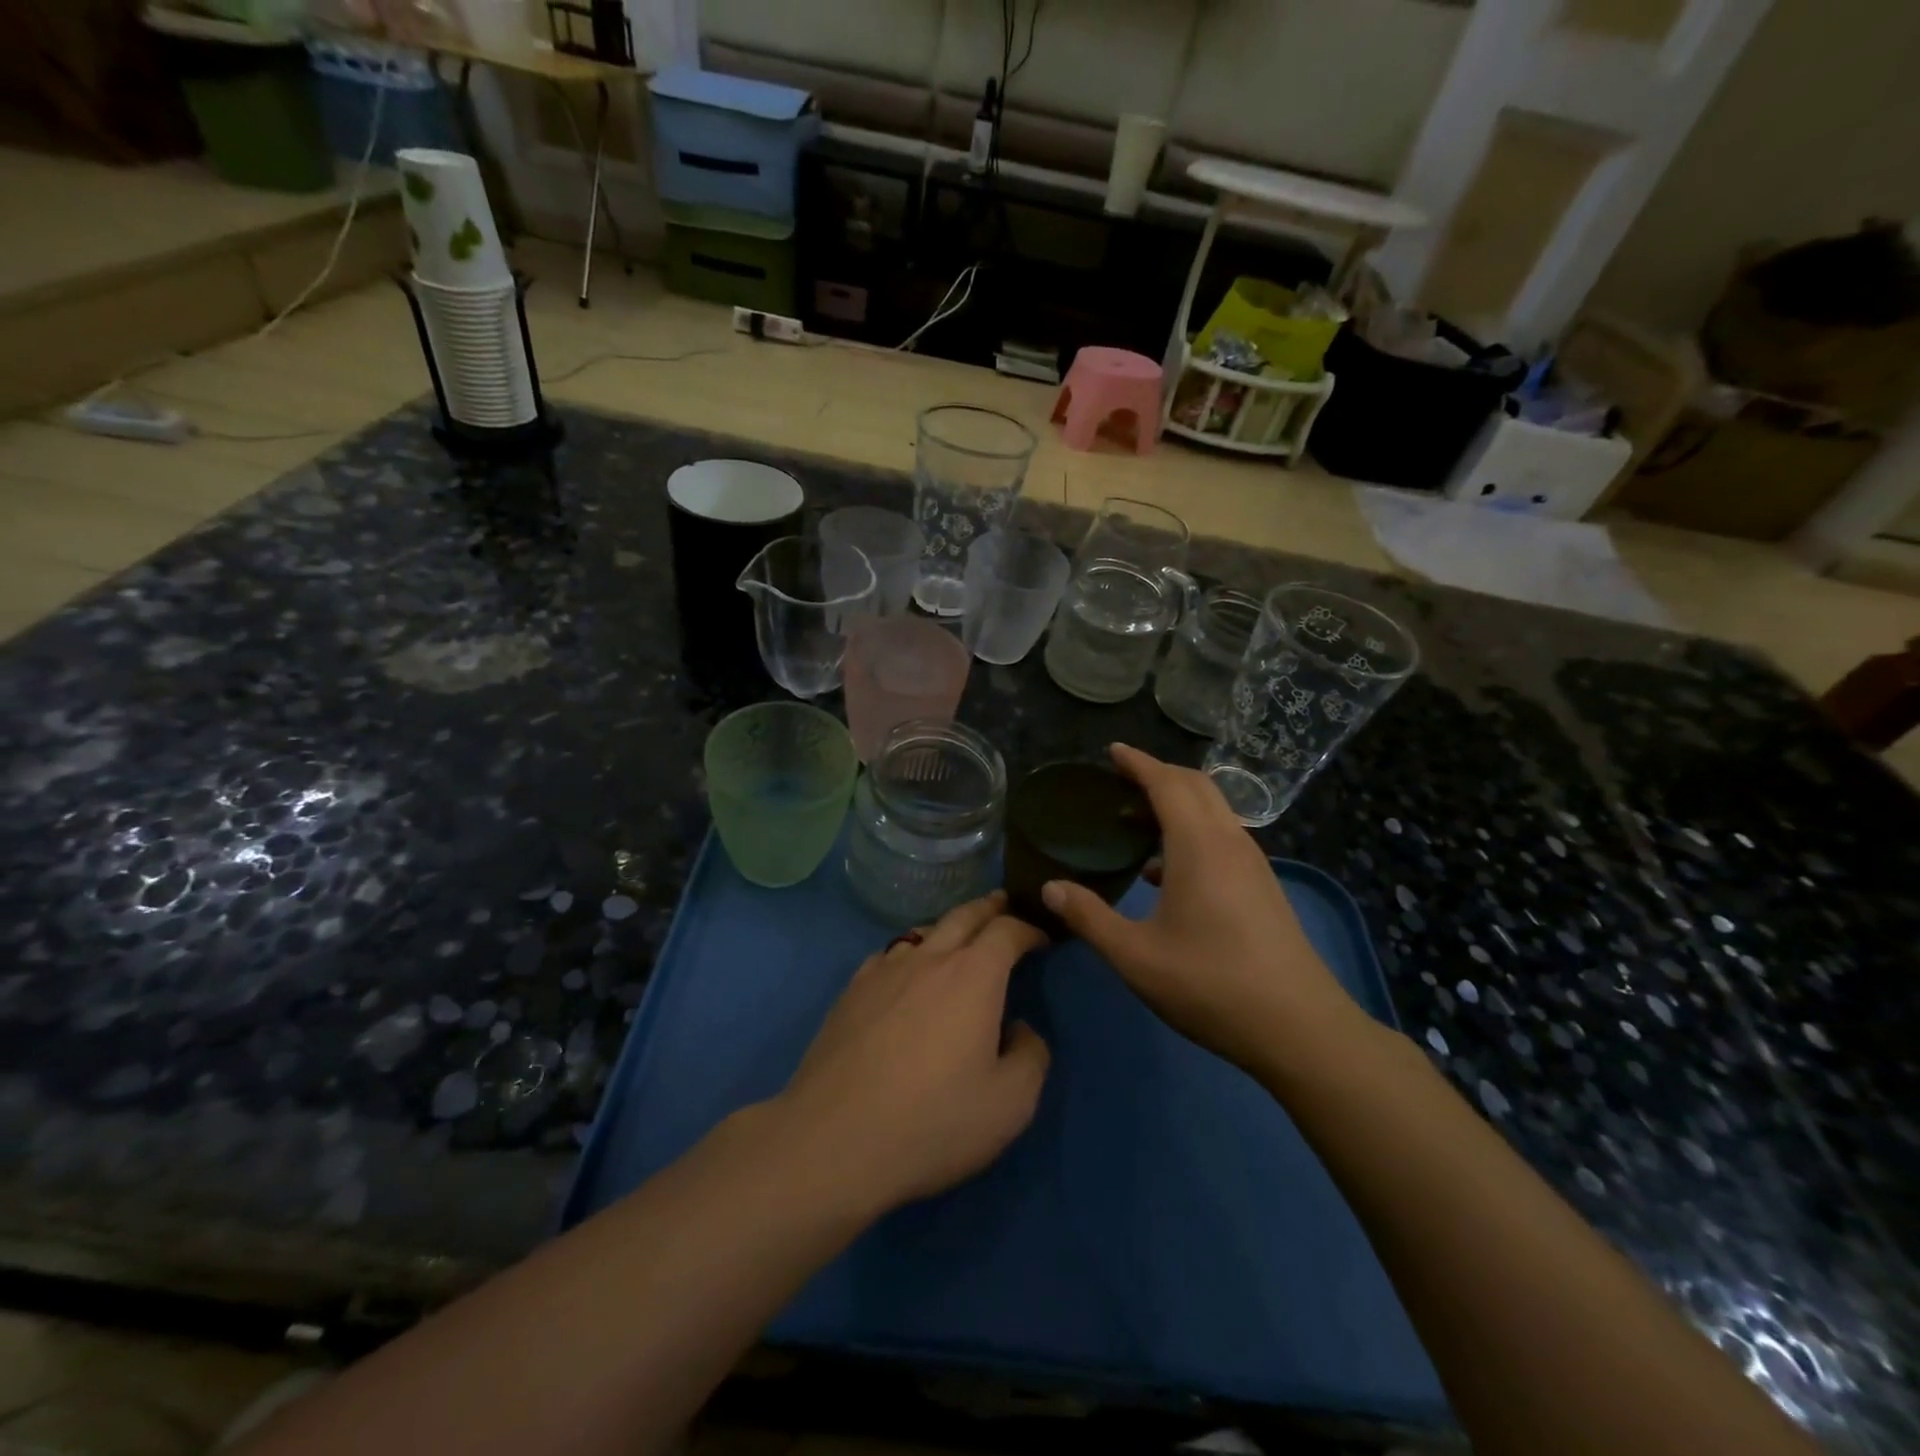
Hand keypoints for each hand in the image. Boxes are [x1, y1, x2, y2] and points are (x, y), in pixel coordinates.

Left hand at [773, 893, 1049, 1215]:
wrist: (835, 1138)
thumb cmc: (933, 1121)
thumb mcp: (1010, 1104)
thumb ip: (1031, 1056)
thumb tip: (1020, 1029)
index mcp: (974, 976)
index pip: (1007, 931)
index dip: (1029, 929)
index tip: (1041, 939)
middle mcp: (930, 958)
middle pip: (964, 915)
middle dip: (989, 907)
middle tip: (1003, 903)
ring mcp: (885, 970)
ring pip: (924, 930)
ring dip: (949, 926)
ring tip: (959, 935)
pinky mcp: (851, 990)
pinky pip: (889, 954)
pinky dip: (909, 951)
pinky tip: (905, 970)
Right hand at [1041, 744, 1371, 1079]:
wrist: (1300, 1028)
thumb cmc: (1211, 985)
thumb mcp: (1136, 957)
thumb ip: (1090, 917)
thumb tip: (1050, 888)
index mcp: (1198, 845)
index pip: (1167, 783)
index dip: (1138, 762)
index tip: (1112, 750)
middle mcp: (1229, 842)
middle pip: (1196, 786)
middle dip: (1158, 774)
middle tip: (1119, 780)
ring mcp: (1252, 864)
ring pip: (1213, 811)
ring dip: (1177, 802)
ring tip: (1135, 819)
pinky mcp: (1262, 886)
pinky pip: (1222, 837)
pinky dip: (1191, 831)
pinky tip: (1164, 870)